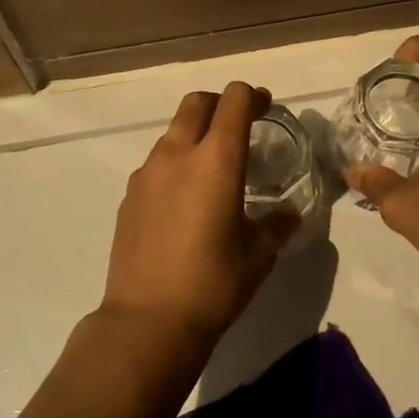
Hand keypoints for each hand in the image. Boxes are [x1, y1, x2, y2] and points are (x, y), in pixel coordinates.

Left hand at [101, 82, 300, 347]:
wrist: (147, 321)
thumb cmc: (213, 284)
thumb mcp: (259, 254)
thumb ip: (278, 224)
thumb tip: (289, 212)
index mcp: (216, 159)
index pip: (234, 100)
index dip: (253, 96)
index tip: (266, 109)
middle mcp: (177, 154)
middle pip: (197, 103)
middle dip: (221, 104)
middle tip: (240, 126)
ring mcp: (147, 173)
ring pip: (173, 132)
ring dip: (196, 134)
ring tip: (213, 168)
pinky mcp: (129, 195)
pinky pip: (156, 163)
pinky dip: (175, 163)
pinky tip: (185, 200)